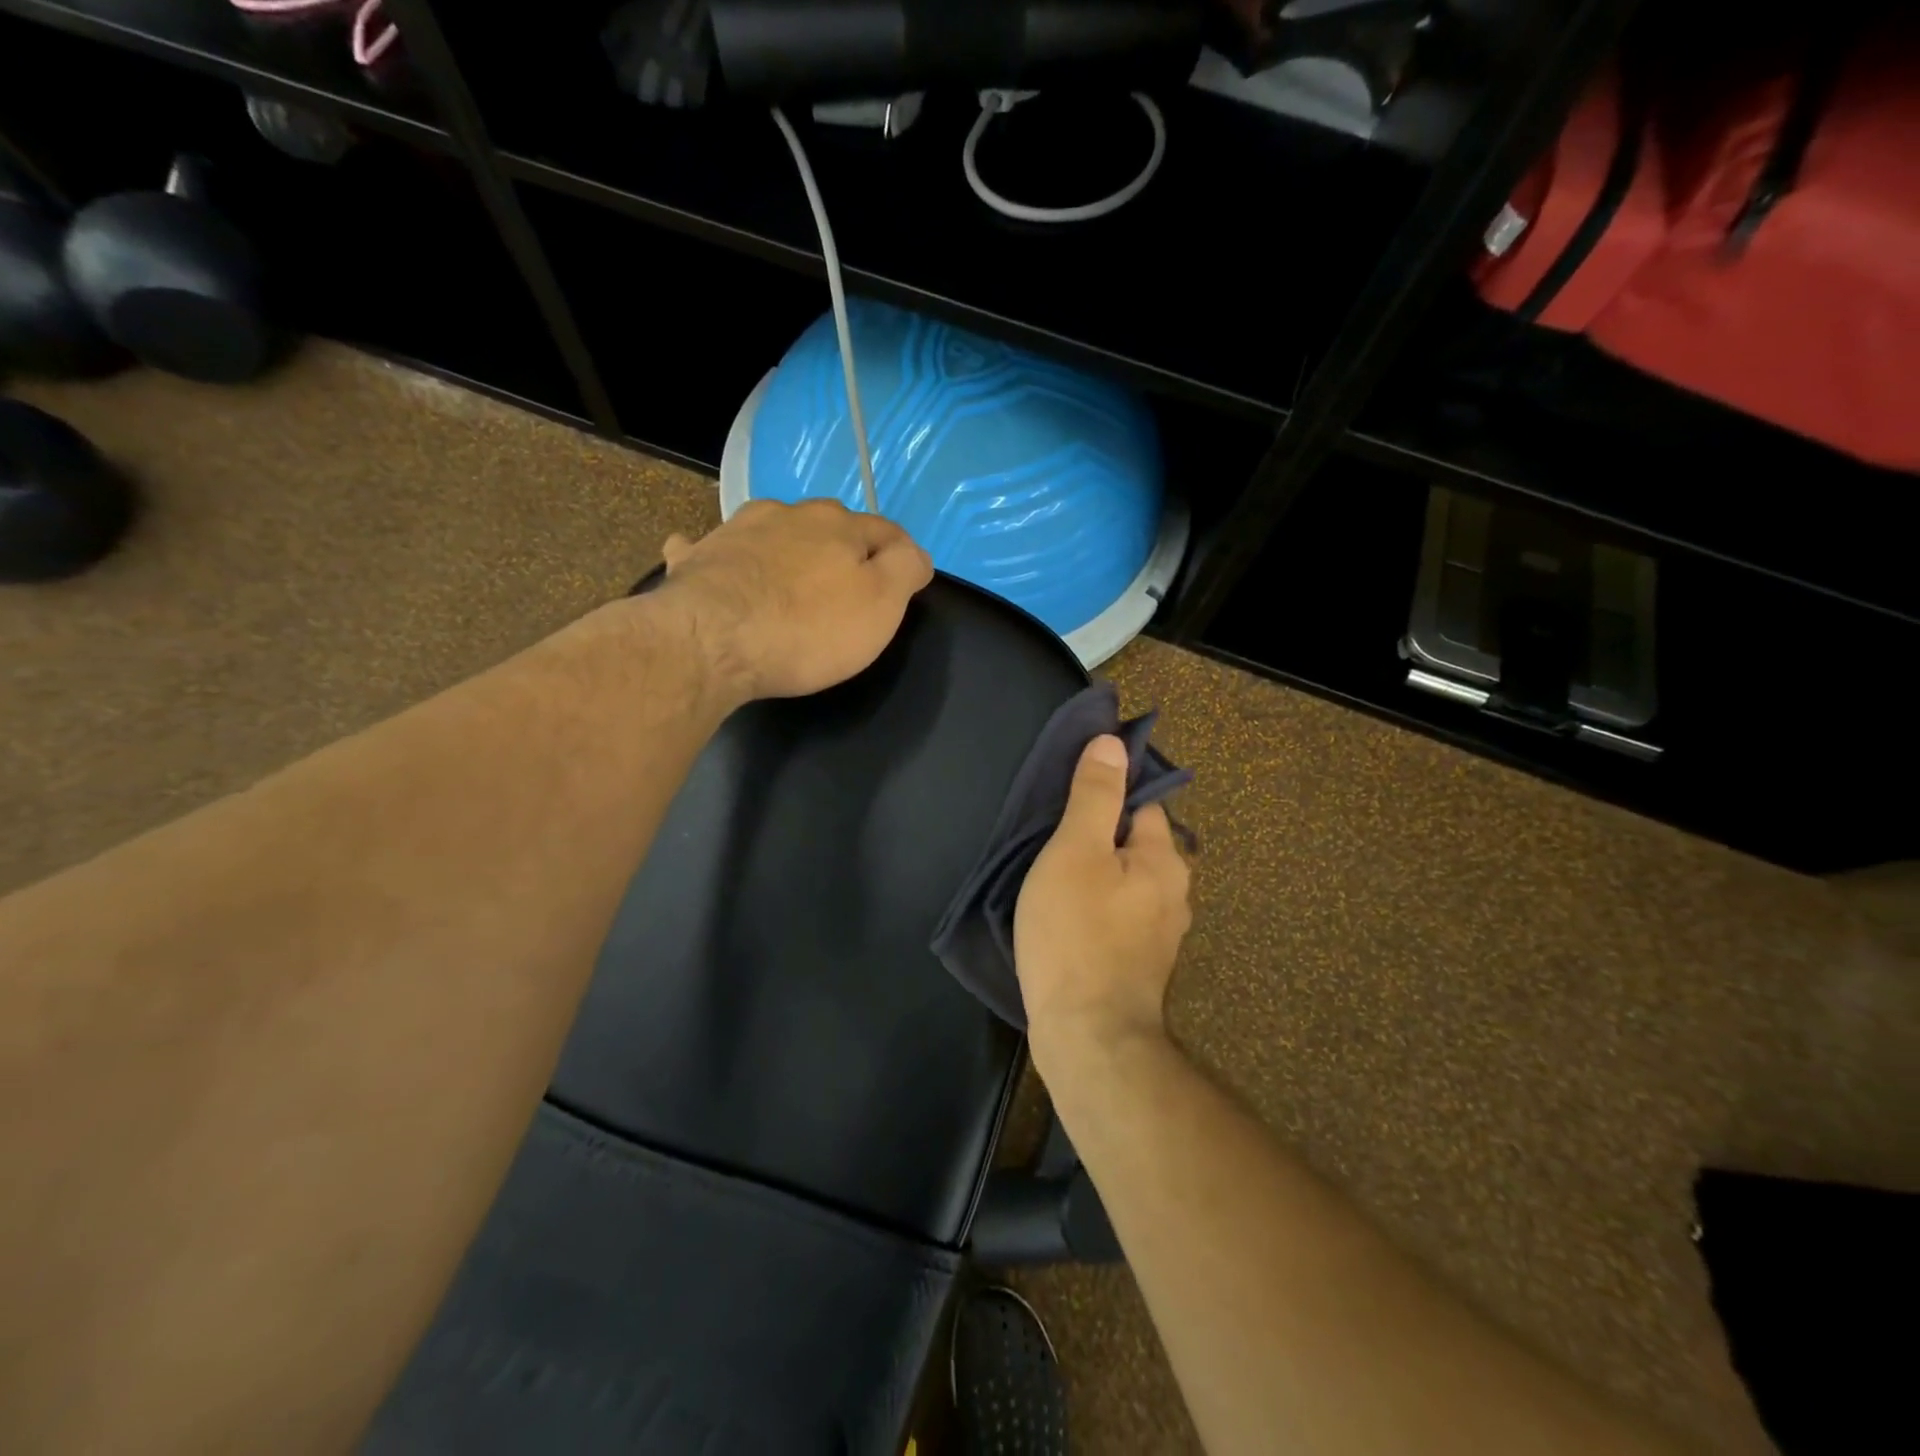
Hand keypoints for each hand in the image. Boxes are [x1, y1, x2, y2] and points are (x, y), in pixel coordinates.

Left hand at [657, 499, 932, 701]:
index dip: (900, 555)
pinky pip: (710, 548)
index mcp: (838, 526)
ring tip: (788, 575)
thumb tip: (915, 553)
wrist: (712, 642)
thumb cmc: (808, 629)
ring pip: (772, 530)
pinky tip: (712, 562)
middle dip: (842, 549)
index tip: (907, 579)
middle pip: (828, 526)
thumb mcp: (882, 604)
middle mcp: (788, 515)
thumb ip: (906, 569)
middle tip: (848, 586)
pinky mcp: (697, 558)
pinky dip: (719, 554)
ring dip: (785, 546)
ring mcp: (736, 531)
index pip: (884, 530)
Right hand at [1014, 735, 1191, 1076]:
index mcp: (1164, 859)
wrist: (1089, 1038)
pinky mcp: (1138, 965)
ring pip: (1124, 883)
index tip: (1068, 795)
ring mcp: (1159, 934)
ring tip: (1050, 877)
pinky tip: (1064, 918)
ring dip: (1095, 875)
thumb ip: (1094, 796)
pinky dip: (1094, 908)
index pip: (1143, 802)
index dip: (1108, 791)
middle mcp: (1173, 893)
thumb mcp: (1076, 850)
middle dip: (1098, 836)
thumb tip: (1113, 742)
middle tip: (1050, 837)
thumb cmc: (1077, 934)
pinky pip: (1117, 916)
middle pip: (1134, 844)